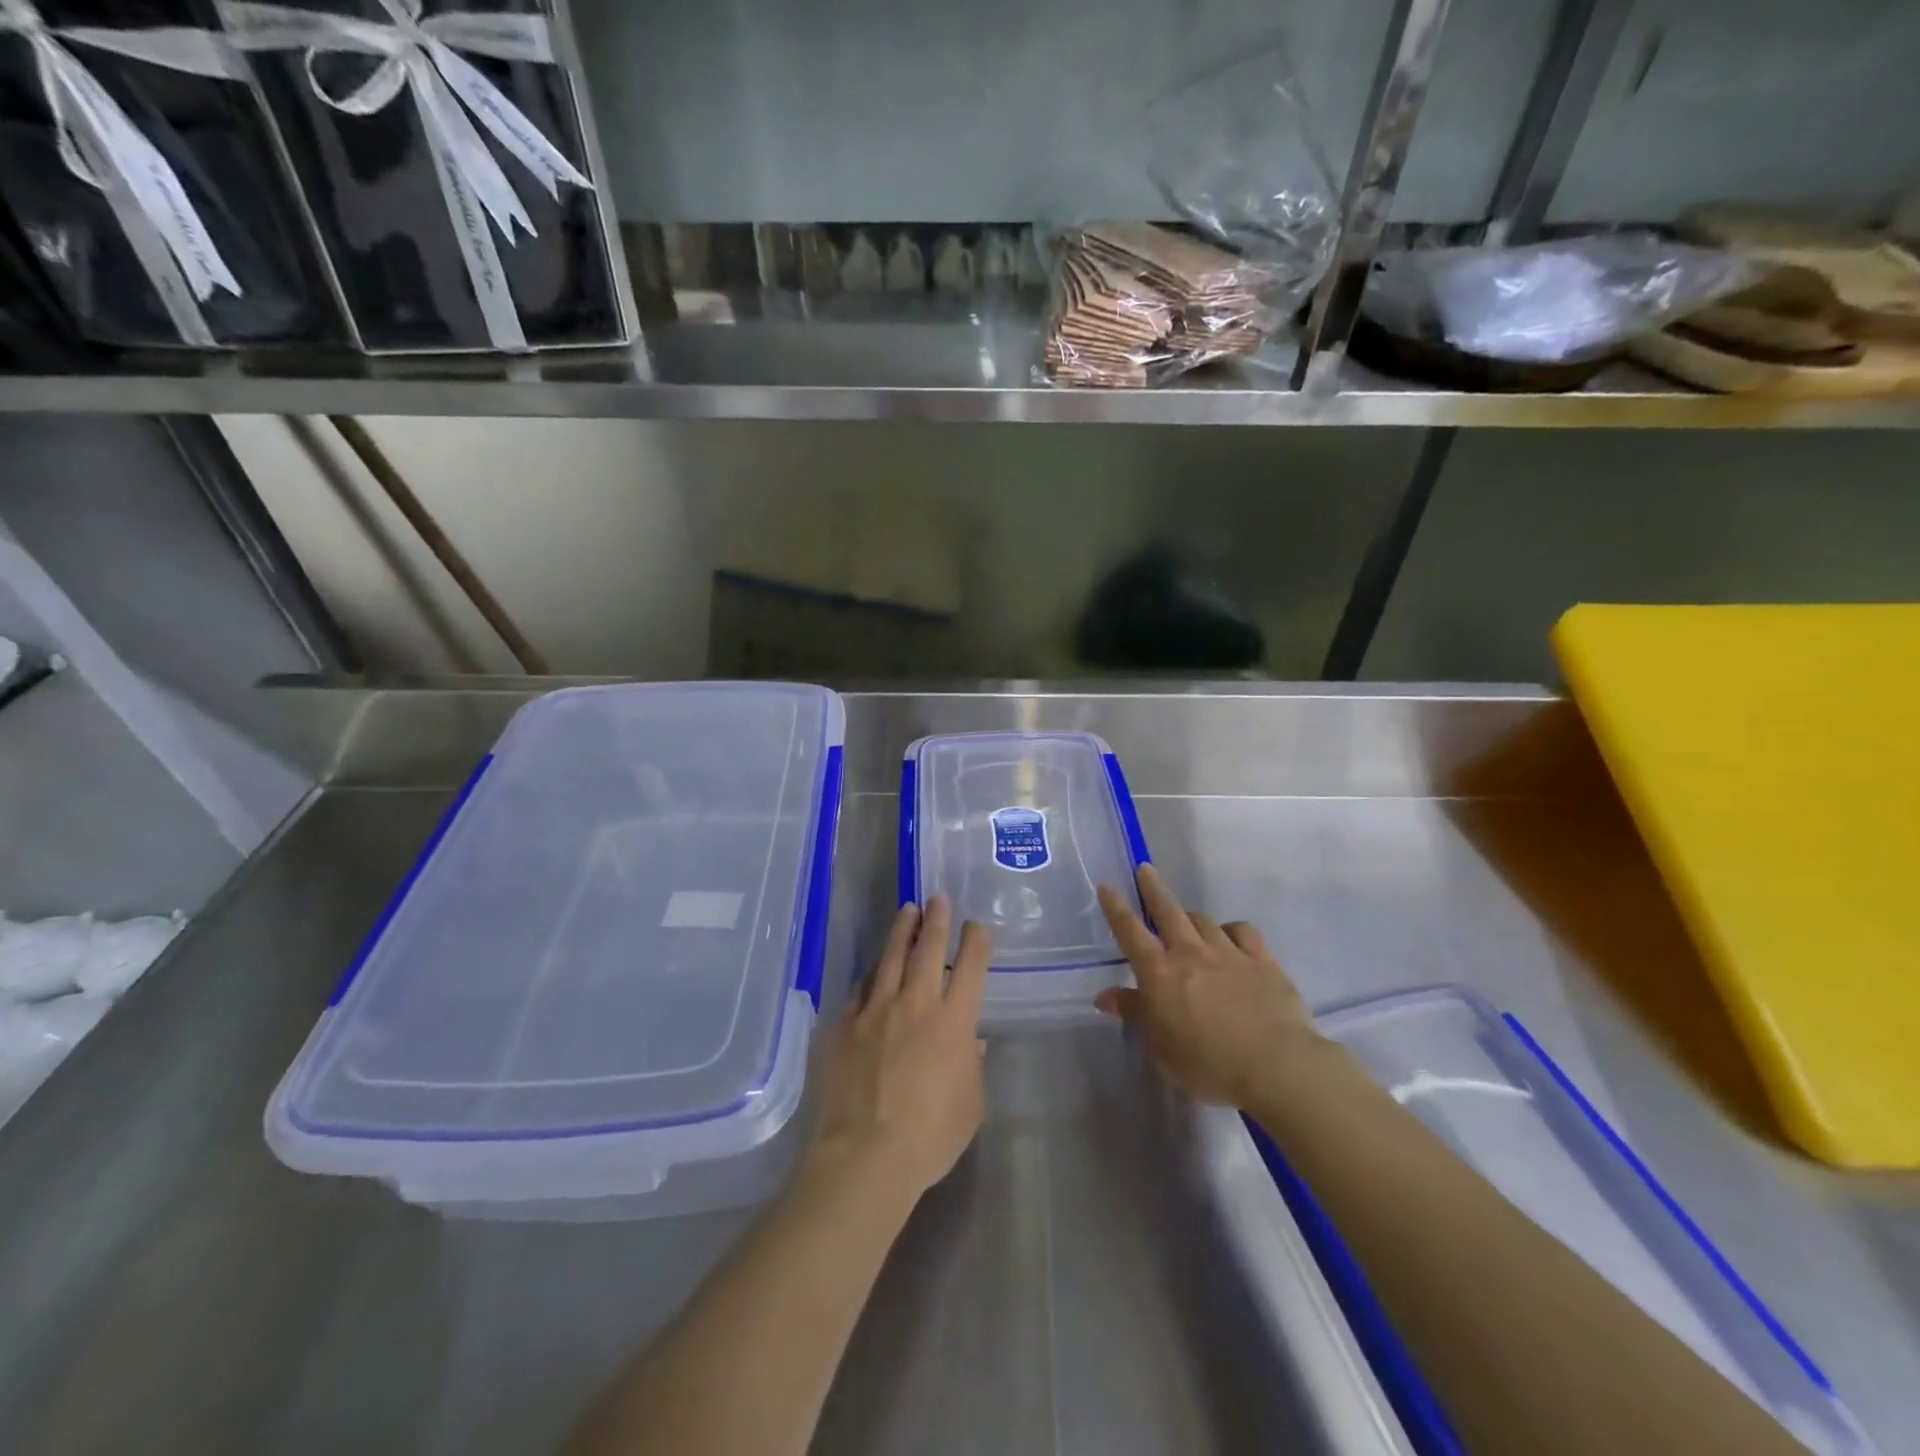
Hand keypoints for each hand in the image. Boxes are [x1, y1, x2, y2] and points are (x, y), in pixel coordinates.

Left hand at [807, 897, 989, 1200]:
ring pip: (890, 958)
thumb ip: (972, 1066)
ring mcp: (874, 1010)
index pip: (970, 969)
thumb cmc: (929, 1137)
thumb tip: (972, 1041)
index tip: (975, 925)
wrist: (865, 1155)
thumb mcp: (969, 1106)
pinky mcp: (842, 1024)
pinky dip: (870, 975)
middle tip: (937, 898)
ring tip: (907, 911)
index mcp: (953, 1022)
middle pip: (928, 950)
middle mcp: (915, 1004)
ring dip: (901, 932)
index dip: (975, 942)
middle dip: (936, 921)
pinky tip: (871, 969)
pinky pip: (859, 990)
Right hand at [1095, 865, 1319, 1108]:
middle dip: (1153, 889)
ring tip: (1187, 921)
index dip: (1116, 907)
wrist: (1276, 1066)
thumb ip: (1135, 1015)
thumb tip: (1106, 996)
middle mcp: (1190, 953)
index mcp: (1159, 973)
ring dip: (1190, 917)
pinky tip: (1230, 936)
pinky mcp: (1263, 961)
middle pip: (1167, 910)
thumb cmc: (1207, 1064)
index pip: (1130, 931)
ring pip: (1203, 920)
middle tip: (1146, 870)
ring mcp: (1229, 953)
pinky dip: (1231, 930)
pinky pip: (1243, 931)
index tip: (1107, 886)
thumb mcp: (1160, 1048)